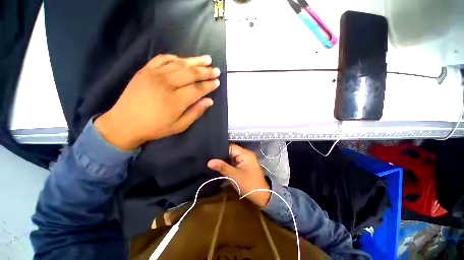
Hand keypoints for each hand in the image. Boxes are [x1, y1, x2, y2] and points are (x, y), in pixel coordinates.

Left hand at [95, 54, 220, 149]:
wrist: (124, 123)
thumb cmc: (155, 128)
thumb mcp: (179, 126)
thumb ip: (195, 112)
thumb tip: (209, 101)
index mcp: (175, 101)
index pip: (197, 89)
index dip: (209, 85)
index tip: (217, 82)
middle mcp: (166, 84)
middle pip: (190, 74)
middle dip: (206, 71)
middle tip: (216, 70)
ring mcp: (154, 75)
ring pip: (179, 64)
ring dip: (195, 61)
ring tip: (207, 59)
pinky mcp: (145, 70)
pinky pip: (163, 59)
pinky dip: (176, 58)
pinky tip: (184, 60)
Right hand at [207, 144, 270, 207]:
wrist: (261, 195)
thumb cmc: (249, 184)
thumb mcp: (234, 175)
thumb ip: (222, 167)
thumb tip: (209, 162)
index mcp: (245, 154)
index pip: (231, 147)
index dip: (221, 149)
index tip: (211, 153)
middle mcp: (246, 154)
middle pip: (231, 151)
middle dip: (221, 155)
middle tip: (210, 158)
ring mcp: (245, 159)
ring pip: (232, 156)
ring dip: (225, 160)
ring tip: (213, 161)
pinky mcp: (244, 164)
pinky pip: (234, 161)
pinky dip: (229, 163)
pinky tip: (220, 165)